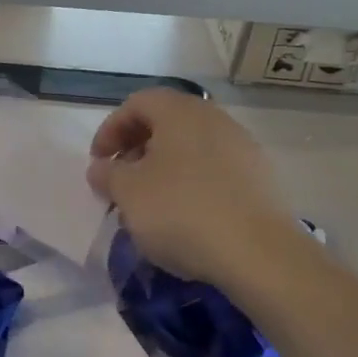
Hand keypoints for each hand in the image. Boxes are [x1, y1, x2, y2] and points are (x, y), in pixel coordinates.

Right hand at [87, 89, 309, 287]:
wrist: (258, 253)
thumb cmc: (181, 211)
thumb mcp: (128, 192)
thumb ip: (107, 174)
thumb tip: (101, 167)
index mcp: (181, 113)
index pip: (137, 103)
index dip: (110, 129)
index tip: (99, 162)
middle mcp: (215, 120)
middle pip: (166, 122)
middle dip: (136, 149)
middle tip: (120, 181)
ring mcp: (242, 148)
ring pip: (190, 148)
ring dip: (162, 169)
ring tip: (148, 203)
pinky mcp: (259, 180)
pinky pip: (213, 171)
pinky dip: (190, 184)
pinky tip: (182, 217)